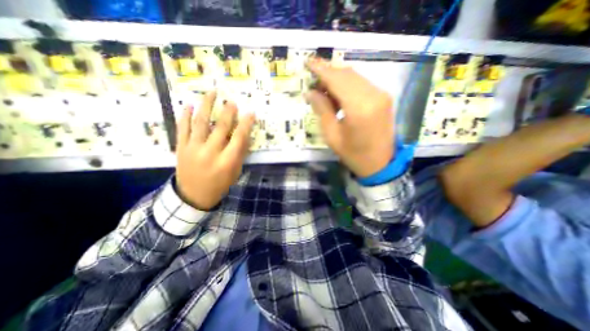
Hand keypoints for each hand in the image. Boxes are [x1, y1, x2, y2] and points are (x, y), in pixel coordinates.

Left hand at [173, 92, 254, 208]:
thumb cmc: (219, 184)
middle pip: (221, 127)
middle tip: (232, 101)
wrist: (194, 196)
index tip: (250, 113)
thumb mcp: (235, 171)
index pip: (239, 138)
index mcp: (227, 161)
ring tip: (211, 93)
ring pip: (201, 123)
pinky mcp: (181, 148)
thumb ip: (240, 153)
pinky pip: (182, 129)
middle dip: (228, 112)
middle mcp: (211, 152)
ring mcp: (193, 149)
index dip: (246, 124)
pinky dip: (185, 116)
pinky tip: (188, 105)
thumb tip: (245, 135)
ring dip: (206, 106)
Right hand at [306, 60, 392, 177]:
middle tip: (313, 83)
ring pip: (355, 76)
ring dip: (337, 79)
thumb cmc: (353, 154)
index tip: (308, 62)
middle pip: (346, 73)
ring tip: (324, 91)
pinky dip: (348, 85)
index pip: (337, 79)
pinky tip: (338, 95)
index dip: (321, 69)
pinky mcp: (384, 97)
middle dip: (328, 74)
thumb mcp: (332, 135)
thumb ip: (322, 109)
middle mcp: (373, 94)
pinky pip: (362, 83)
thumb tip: (310, 92)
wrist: (380, 164)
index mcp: (359, 107)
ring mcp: (381, 94)